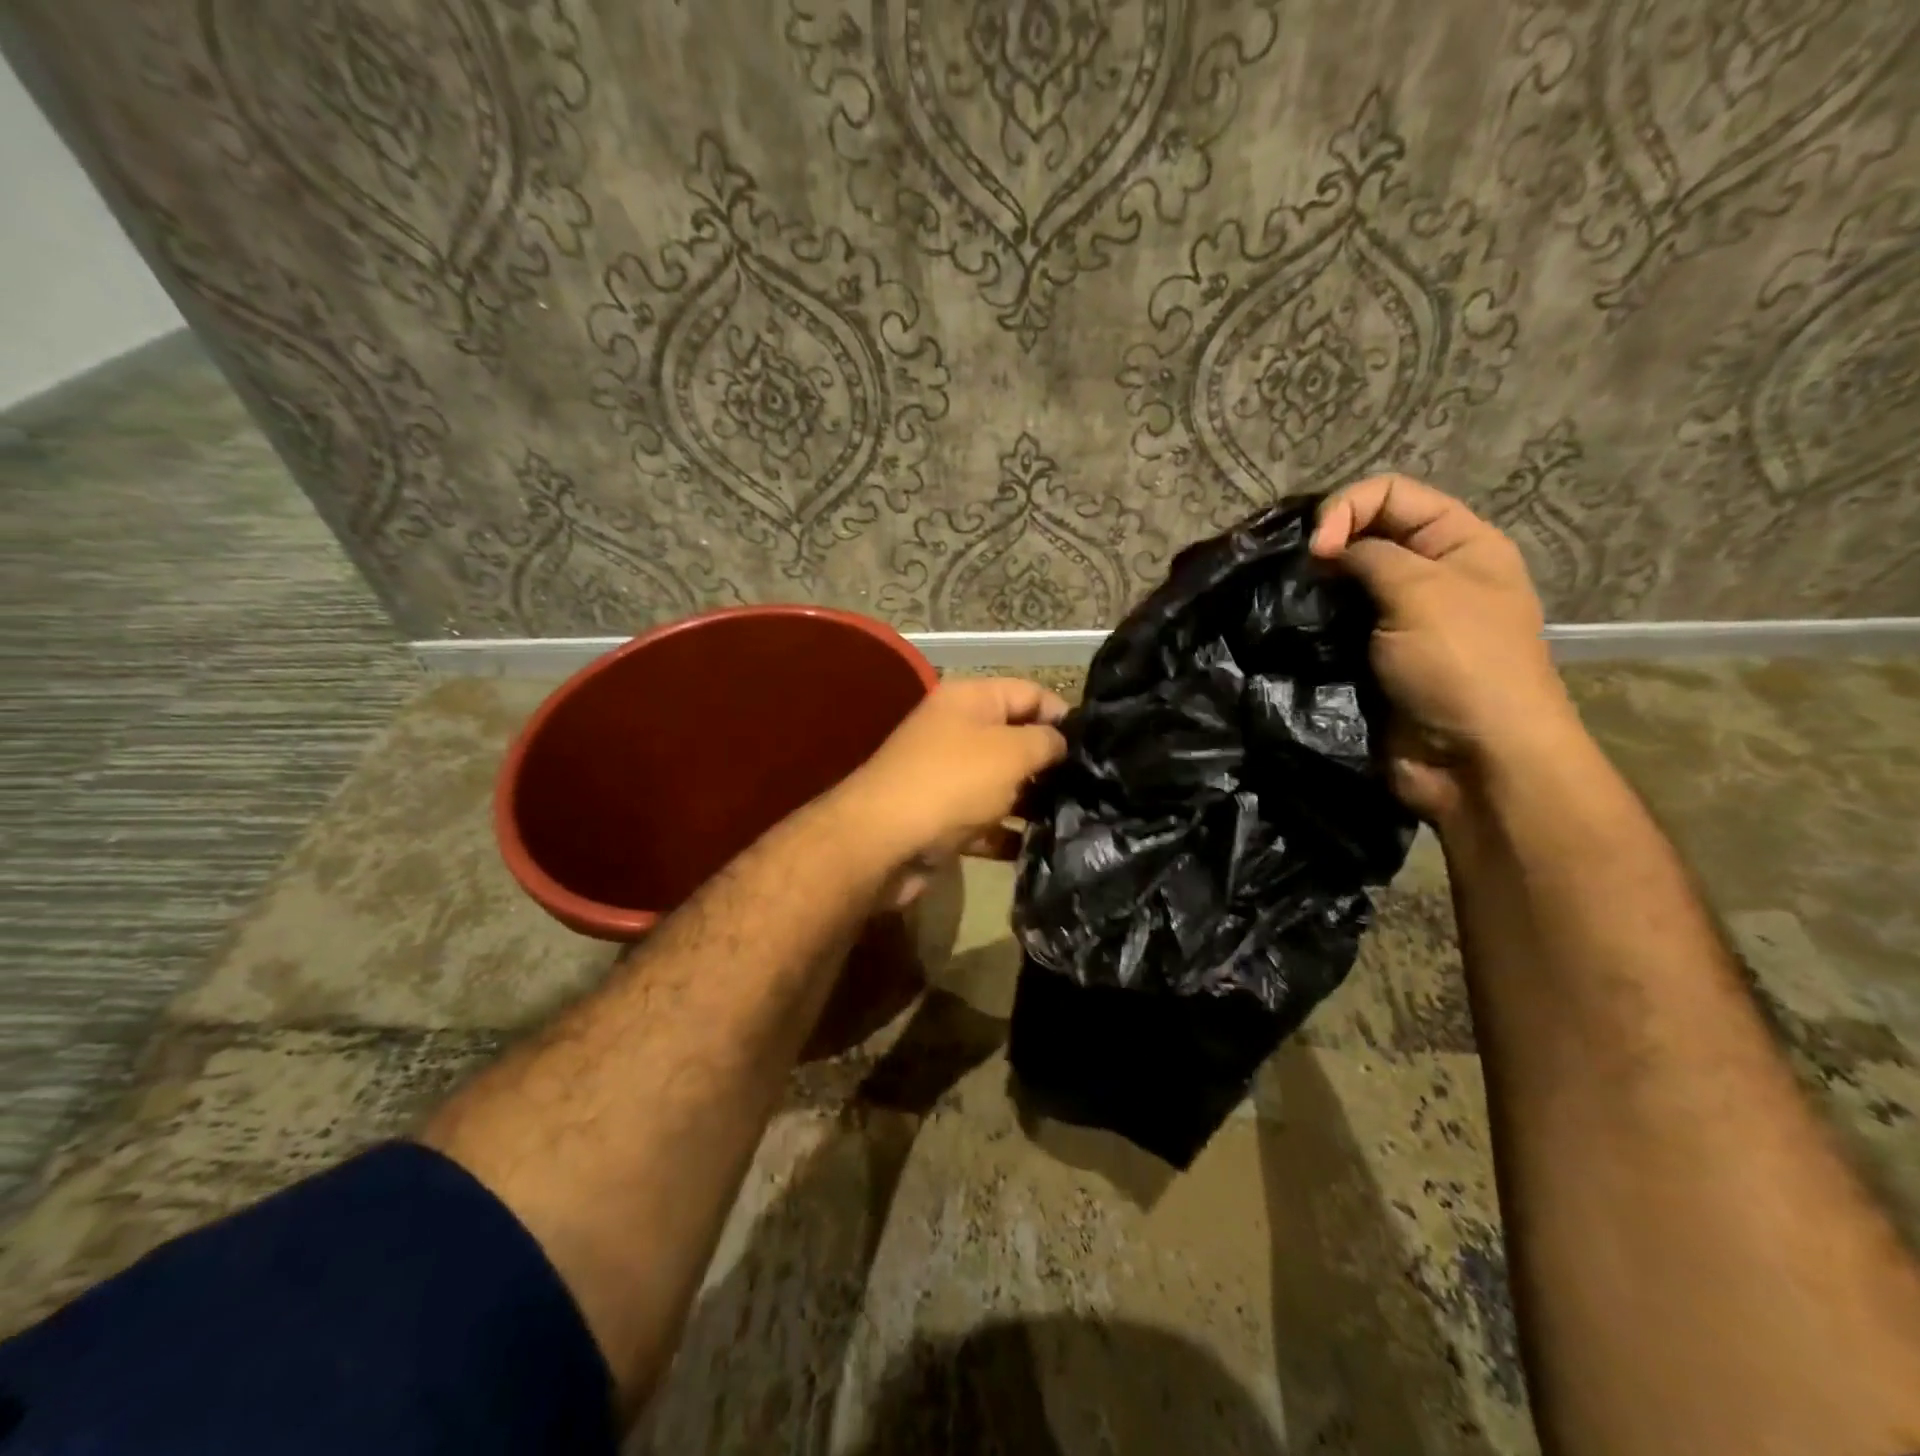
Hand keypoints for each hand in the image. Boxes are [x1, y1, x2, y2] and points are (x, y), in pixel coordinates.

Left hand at [830, 677, 1068, 900]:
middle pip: (1015, 739)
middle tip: (1090, 787)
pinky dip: (1007, 833)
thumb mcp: (1011, 752)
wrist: (883, 842)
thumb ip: (1046, 741)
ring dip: (1033, 800)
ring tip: (1074, 819)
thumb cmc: (953, 783)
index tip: (1095, 747)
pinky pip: (985, 821)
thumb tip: (1062, 743)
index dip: (1063, 714)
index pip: (1029, 692)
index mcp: (969, 700)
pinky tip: (1038, 848)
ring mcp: (947, 776)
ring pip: (1002, 783)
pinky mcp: (942, 818)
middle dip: (1051, 762)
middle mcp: (956, 731)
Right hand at [1312, 474, 1581, 820]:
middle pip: (1364, 535)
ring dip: (1314, 590)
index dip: (1347, 507)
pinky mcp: (1371, 659)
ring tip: (1288, 602)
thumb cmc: (1462, 665)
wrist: (1474, 760)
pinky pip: (1334, 628)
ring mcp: (1398, 621)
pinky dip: (1311, 625)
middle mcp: (1429, 575)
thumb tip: (1325, 549)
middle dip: (1325, 546)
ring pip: (1343, 585)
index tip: (1317, 549)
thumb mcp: (1423, 592)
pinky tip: (1291, 630)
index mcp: (1459, 543)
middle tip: (1298, 576)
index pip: (1391, 494)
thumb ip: (1370, 556)